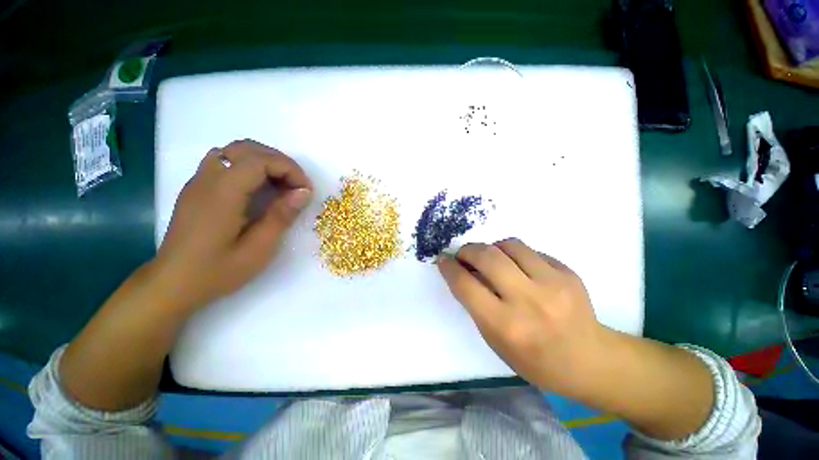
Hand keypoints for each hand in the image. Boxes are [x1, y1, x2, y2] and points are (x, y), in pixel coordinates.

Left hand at [152, 140, 312, 310]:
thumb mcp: (258, 249)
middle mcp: (207, 179)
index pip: (260, 160)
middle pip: (247, 149)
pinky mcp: (197, 188)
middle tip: (296, 187)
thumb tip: (304, 192)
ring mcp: (199, 181)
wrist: (171, 284)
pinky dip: (249, 167)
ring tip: (281, 186)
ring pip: (235, 151)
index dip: (289, 169)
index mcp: (222, 194)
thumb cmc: (216, 271)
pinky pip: (225, 162)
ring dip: (264, 162)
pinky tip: (258, 190)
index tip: (306, 191)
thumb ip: (281, 216)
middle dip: (279, 162)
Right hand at [437, 238, 602, 392]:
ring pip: (509, 245)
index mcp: (505, 325)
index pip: (466, 285)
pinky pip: (531, 250)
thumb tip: (463, 272)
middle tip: (464, 254)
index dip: (449, 268)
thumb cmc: (534, 359)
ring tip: (491, 258)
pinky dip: (516, 254)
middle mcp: (527, 301)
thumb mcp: (495, 340)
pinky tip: (519, 267)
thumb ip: (477, 304)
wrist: (589, 360)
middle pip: (487, 257)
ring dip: (492, 248)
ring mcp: (552, 283)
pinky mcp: (568, 272)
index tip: (443, 259)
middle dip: (468, 250)